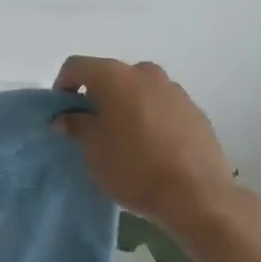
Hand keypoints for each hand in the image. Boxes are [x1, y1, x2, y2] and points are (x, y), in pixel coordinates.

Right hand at [54, 56, 237, 235]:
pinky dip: (151, 117)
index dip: (63, 85)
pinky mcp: (195, 110)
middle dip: (97, 96)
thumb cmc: (134, 168)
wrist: (197, 195)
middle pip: (111, 75)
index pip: (77, 66)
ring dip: (126, 105)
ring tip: (125, 139)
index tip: (63, 112)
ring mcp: (174, 90)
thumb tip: (66, 117)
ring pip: (139, 89)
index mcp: (115, 76)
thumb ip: (76, 126)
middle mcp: (145, 73)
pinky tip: (153, 147)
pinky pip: (162, 106)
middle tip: (92, 127)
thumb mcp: (93, 151)